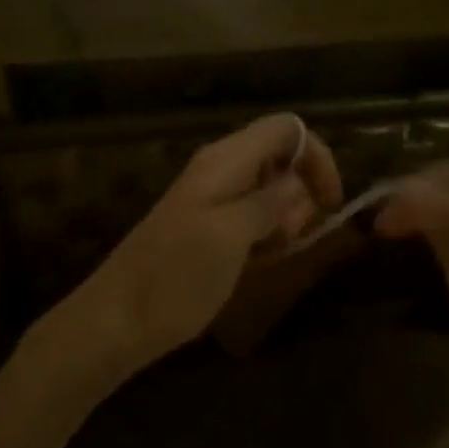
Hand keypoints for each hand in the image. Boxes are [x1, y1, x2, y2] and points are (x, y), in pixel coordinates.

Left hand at [59, 114, 343, 377]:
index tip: (331, 202)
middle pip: (280, 155)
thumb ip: (269, 202)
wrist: (118, 319)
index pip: (286, 128)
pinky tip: (259, 259)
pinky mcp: (207, 224)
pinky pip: (251, 213)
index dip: (317, 156)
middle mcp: (220, 168)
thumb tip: (299, 181)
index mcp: (225, 160)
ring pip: (269, 187)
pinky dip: (266, 230)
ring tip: (273, 251)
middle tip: (293, 235)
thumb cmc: (177, 275)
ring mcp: (211, 196)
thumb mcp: (231, 236)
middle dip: (301, 190)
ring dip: (285, 214)